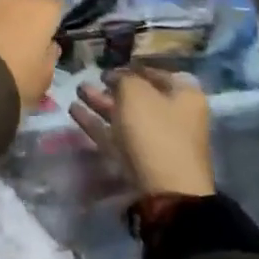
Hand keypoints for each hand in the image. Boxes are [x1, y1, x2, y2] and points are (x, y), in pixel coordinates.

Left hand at [0, 0, 60, 108]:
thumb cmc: (15, 78)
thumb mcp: (43, 79)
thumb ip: (49, 58)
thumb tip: (48, 46)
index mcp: (42, 9)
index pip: (57, 5)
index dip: (53, 21)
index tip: (49, 38)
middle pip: (26, 3)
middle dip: (24, 19)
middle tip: (21, 44)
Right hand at [69, 68, 214, 197]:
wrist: (166, 192)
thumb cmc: (156, 132)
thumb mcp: (136, 93)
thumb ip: (123, 78)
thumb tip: (115, 77)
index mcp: (184, 96)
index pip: (157, 73)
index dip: (132, 67)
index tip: (110, 65)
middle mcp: (174, 117)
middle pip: (140, 97)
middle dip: (113, 87)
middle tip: (90, 78)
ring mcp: (156, 141)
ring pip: (124, 116)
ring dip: (101, 103)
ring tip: (78, 90)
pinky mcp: (139, 161)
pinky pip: (116, 136)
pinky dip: (97, 123)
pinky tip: (74, 111)